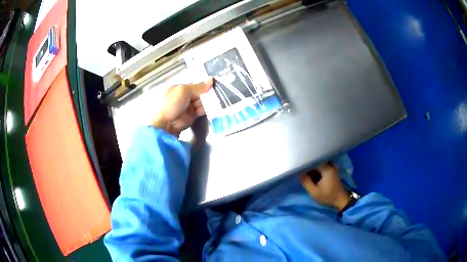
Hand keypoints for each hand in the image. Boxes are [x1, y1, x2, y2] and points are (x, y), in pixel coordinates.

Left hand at [151, 78, 212, 136]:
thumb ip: (198, 87)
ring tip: (216, 102)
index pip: (195, 85)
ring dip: (207, 102)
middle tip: (216, 95)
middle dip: (207, 95)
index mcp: (180, 89)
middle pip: (200, 94)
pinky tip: (212, 108)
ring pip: (201, 102)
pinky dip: (206, 110)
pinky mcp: (192, 117)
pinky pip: (201, 111)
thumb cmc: (172, 103)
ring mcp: (188, 107)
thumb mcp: (184, 91)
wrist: (165, 124)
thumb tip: (211, 79)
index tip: (214, 86)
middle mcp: (184, 97)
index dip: (204, 86)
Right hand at [300, 163, 349, 210]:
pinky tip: (314, 176)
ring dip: (313, 169)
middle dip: (309, 167)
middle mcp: (330, 165)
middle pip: (316, 162)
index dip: (305, 164)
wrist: (340, 200)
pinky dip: (318, 170)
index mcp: (326, 168)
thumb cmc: (327, 196)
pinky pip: (323, 167)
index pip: (313, 161)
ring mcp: (332, 167)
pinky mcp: (333, 170)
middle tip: (303, 174)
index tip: (299, 169)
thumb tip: (299, 173)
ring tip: (307, 175)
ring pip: (319, 165)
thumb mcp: (314, 192)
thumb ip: (306, 182)